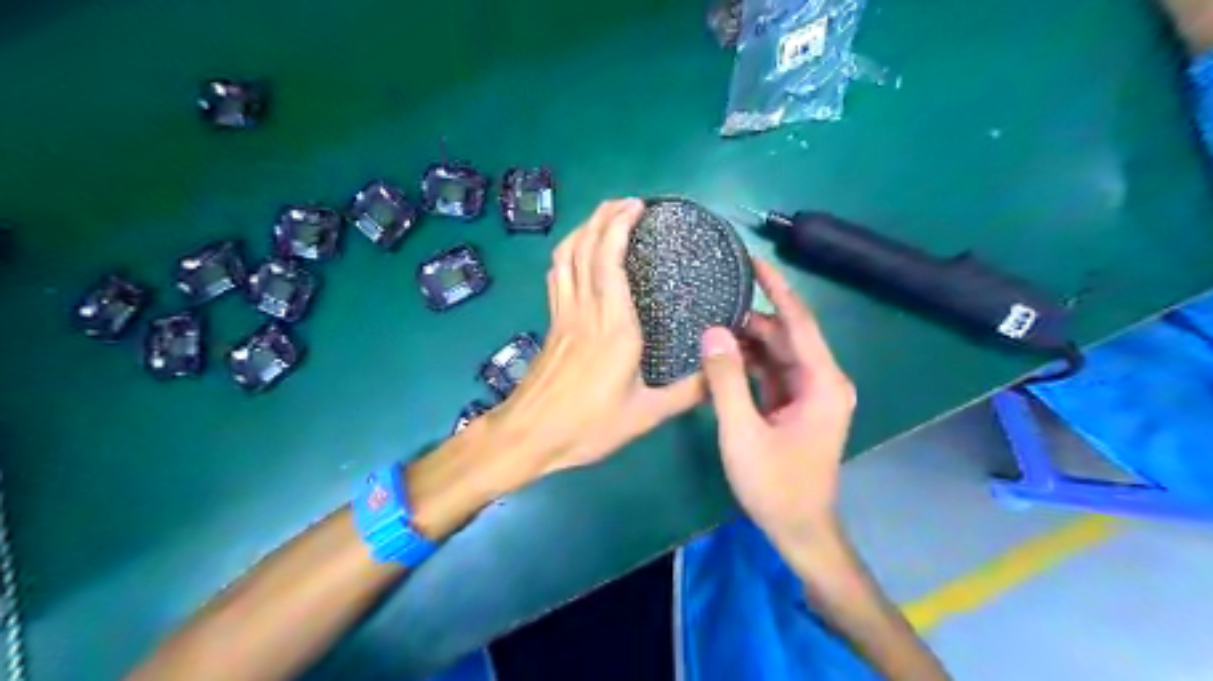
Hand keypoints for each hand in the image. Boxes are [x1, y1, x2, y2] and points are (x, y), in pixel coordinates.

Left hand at [487, 199, 708, 477]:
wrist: (529, 435)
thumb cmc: (587, 425)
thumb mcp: (646, 415)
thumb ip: (687, 394)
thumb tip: (721, 376)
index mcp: (613, 326)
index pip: (610, 260)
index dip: (619, 226)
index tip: (638, 207)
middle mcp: (586, 309)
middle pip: (586, 248)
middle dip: (603, 217)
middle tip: (626, 203)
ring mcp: (563, 314)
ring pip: (566, 256)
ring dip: (583, 229)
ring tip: (604, 217)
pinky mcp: (551, 323)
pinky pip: (557, 275)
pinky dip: (568, 253)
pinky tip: (577, 253)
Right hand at [698, 257, 856, 551]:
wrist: (798, 529)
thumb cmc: (776, 485)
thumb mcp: (743, 433)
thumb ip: (726, 380)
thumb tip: (712, 332)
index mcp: (822, 383)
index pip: (799, 322)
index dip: (777, 288)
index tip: (755, 260)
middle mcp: (822, 381)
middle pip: (785, 336)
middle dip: (751, 318)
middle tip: (713, 297)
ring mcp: (809, 393)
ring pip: (776, 353)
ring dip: (746, 341)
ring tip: (710, 321)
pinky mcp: (795, 405)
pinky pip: (771, 372)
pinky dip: (748, 363)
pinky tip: (720, 354)